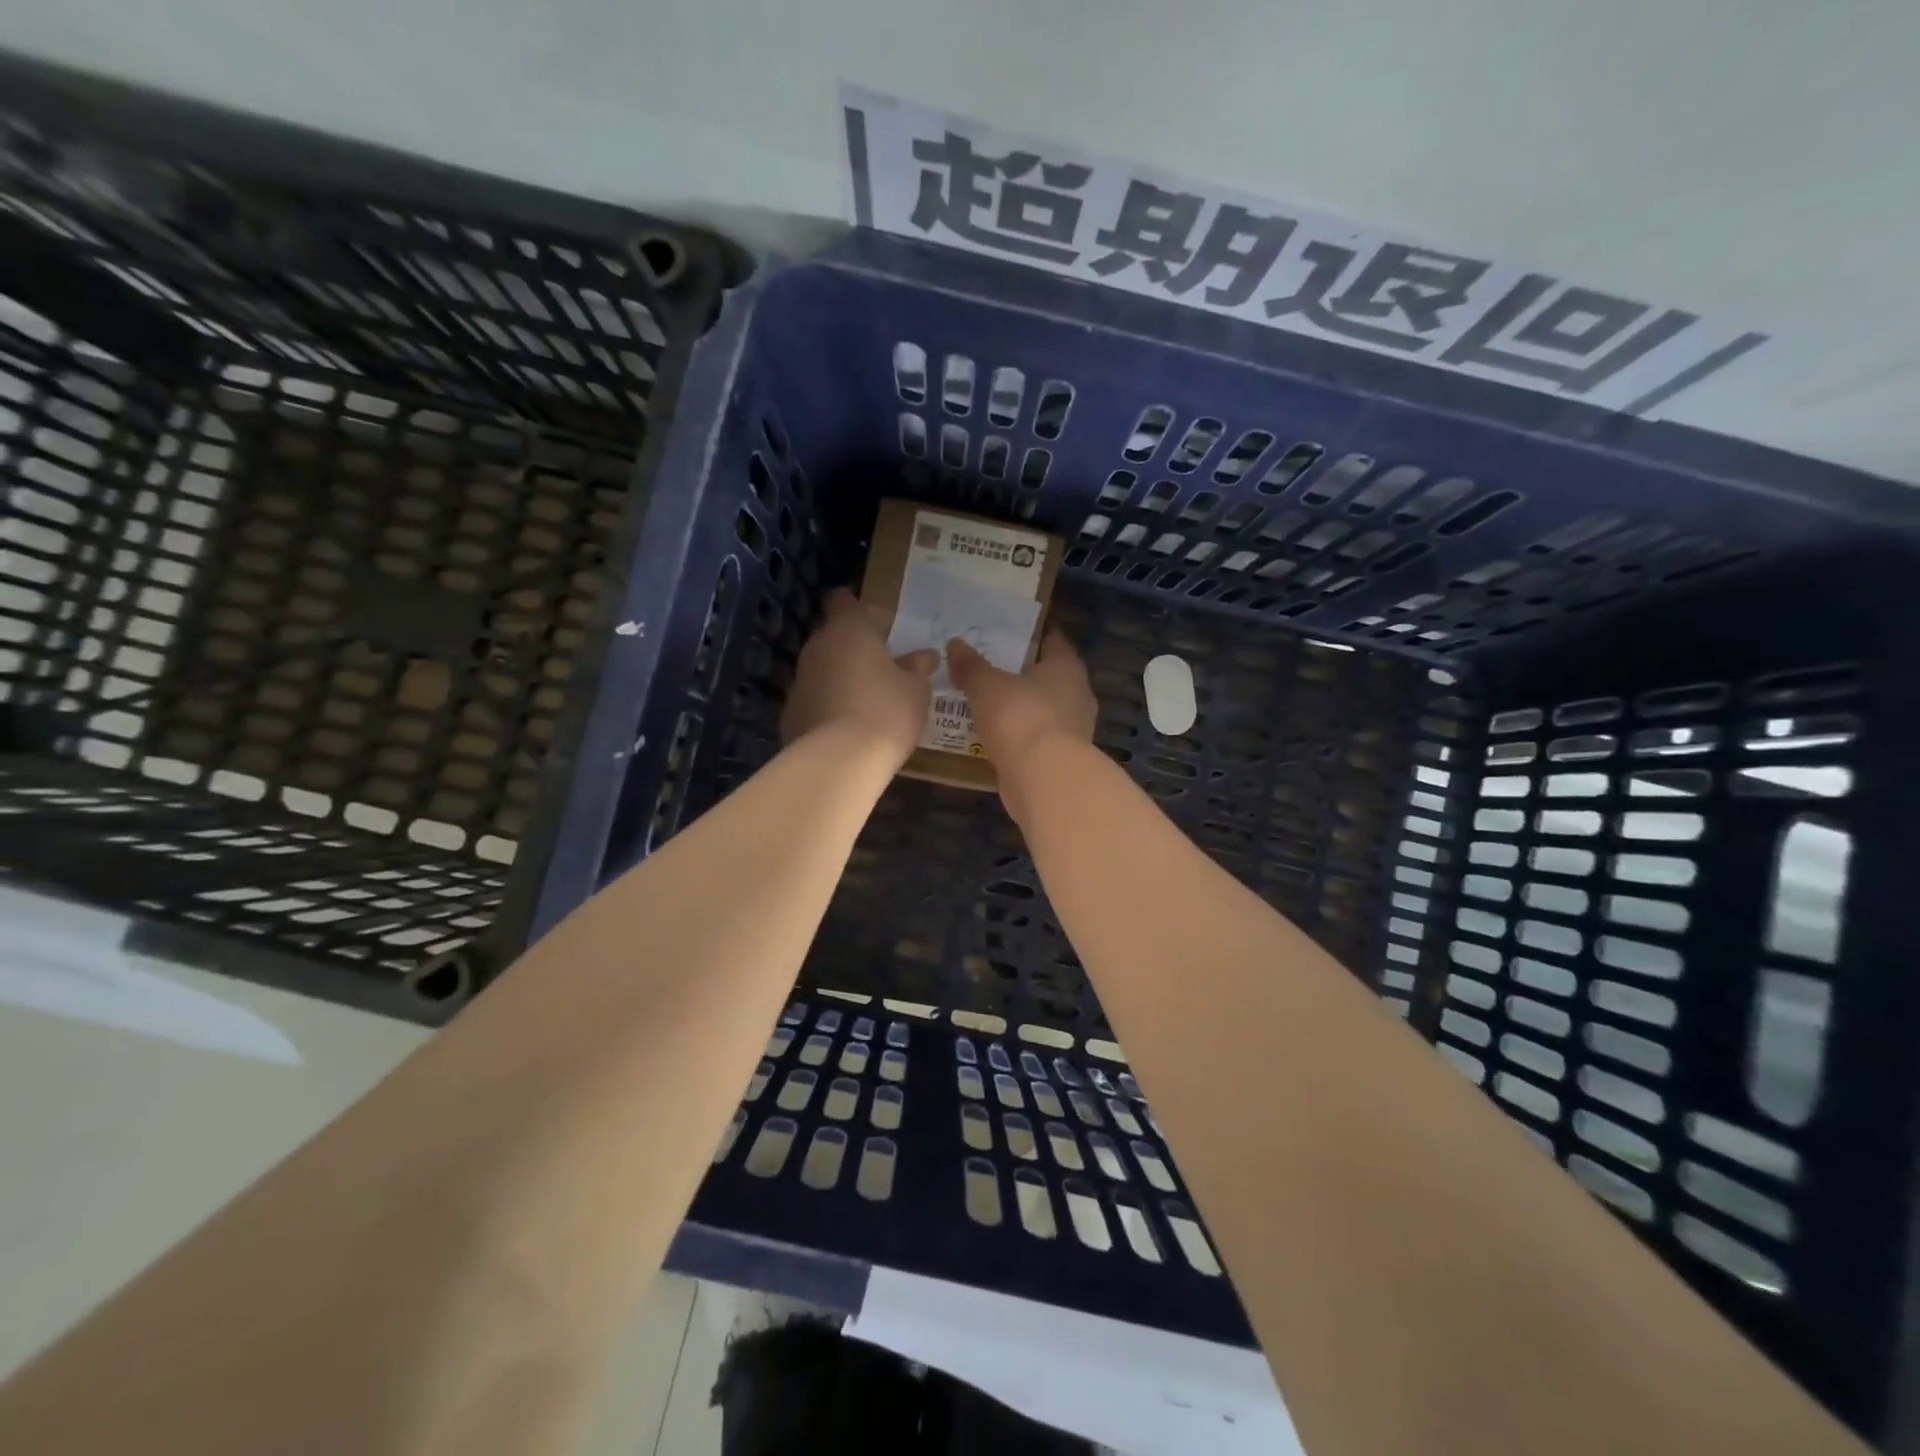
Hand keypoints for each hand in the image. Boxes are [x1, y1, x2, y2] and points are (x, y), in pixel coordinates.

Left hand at [782, 589, 938, 764]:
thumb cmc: (886, 712)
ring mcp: (799, 681)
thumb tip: (925, 655)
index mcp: (848, 631)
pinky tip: (846, 727)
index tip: (874, 621)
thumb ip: (918, 667)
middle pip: (832, 636)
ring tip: (864, 699)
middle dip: (852, 647)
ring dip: (839, 677)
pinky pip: (814, 700)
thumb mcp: (916, 690)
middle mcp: (817, 648)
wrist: (839, 761)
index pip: (843, 601)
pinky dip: (827, 706)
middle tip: (879, 665)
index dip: (857, 608)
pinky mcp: (790, 713)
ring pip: (821, 669)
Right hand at [946, 631, 1097, 821]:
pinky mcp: (1061, 759)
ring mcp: (1073, 730)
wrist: (1044, 780)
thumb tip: (955, 644)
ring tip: (986, 702)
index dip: (1031, 633)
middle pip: (1048, 676)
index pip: (1053, 640)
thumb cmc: (1021, 718)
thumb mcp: (986, 686)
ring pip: (1042, 709)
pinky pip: (1036, 738)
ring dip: (1019, 706)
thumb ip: (971, 666)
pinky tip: (994, 736)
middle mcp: (1077, 695)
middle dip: (1021, 672)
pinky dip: (1018, 735)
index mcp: (1067, 667)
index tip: (1007, 631)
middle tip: (988, 666)